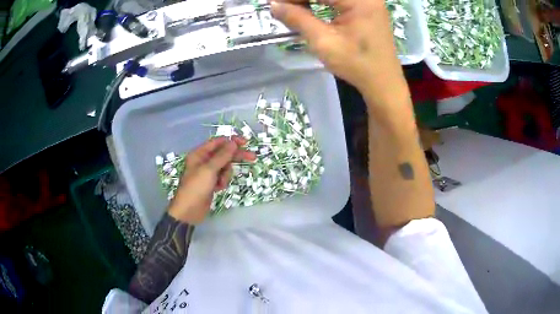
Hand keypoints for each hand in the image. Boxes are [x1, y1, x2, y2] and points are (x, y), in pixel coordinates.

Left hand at [168, 136, 255, 223]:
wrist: (189, 211)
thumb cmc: (196, 188)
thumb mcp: (209, 170)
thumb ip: (222, 156)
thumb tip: (233, 142)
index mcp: (199, 154)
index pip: (218, 142)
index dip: (231, 141)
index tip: (245, 143)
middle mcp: (203, 161)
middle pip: (224, 154)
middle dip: (235, 156)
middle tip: (252, 157)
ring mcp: (208, 173)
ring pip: (225, 167)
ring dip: (226, 174)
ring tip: (220, 183)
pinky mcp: (211, 183)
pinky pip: (222, 177)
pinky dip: (223, 182)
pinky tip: (218, 189)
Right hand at [271, 0, 407, 105]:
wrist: (382, 82)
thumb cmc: (356, 64)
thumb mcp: (323, 41)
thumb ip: (297, 19)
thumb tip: (273, 4)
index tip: (274, 2)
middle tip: (281, 6)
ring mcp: (367, 0)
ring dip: (309, 0)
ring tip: (292, 9)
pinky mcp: (366, 7)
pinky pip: (339, 0)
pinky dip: (321, 2)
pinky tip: (307, 8)